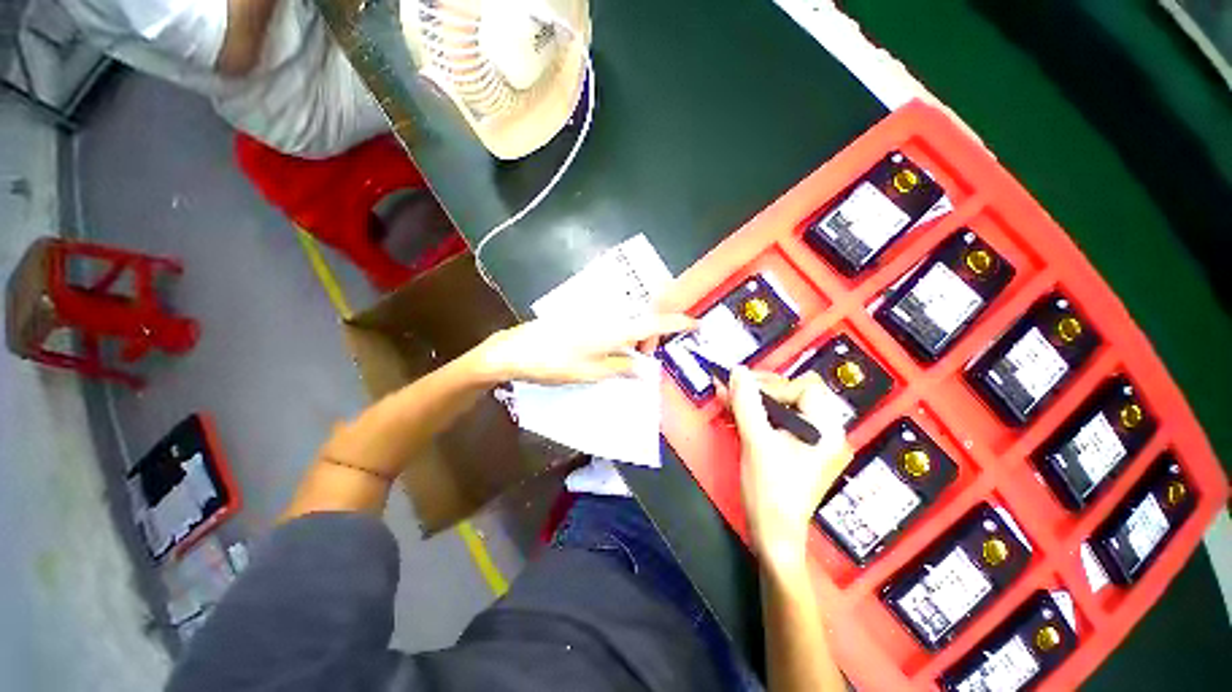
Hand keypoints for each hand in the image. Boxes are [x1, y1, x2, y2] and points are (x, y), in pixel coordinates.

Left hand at [474, 313, 694, 384]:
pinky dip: (620, 339)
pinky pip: (612, 327)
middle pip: (642, 322)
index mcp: (613, 330)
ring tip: (628, 361)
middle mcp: (607, 318)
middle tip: (646, 361)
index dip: (677, 323)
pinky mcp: (583, 320)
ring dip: (635, 340)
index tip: (696, 324)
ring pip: (627, 325)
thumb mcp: (590, 373)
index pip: (653, 323)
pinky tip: (610, 354)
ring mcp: (594, 317)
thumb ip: (621, 368)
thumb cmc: (553, 363)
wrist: (515, 349)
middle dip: (652, 338)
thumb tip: (646, 369)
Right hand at [728, 367, 851, 571]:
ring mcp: (812, 442)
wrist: (772, 535)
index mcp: (827, 430)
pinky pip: (778, 420)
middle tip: (736, 390)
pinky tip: (736, 411)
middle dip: (762, 389)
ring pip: (784, 405)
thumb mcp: (756, 441)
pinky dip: (757, 414)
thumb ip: (747, 402)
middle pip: (795, 393)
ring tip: (730, 398)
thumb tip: (738, 371)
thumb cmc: (770, 491)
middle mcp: (826, 433)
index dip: (774, 385)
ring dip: (755, 400)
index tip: (745, 391)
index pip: (805, 387)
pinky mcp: (797, 450)